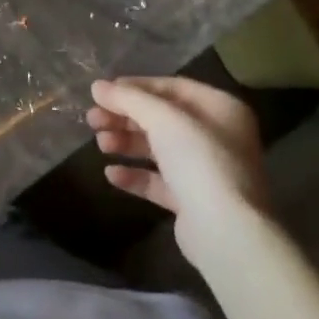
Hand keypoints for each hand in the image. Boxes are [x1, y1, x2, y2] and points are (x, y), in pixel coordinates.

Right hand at [87, 76, 268, 262]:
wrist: (226, 232)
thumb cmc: (199, 161)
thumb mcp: (163, 119)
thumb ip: (129, 99)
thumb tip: (97, 86)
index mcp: (220, 109)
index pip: (172, 87)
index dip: (136, 87)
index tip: (103, 93)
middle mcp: (217, 137)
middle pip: (163, 119)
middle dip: (126, 117)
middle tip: (92, 119)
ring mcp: (206, 171)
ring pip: (159, 149)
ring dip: (127, 144)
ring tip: (101, 145)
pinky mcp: (194, 202)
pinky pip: (160, 181)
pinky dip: (136, 175)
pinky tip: (111, 174)